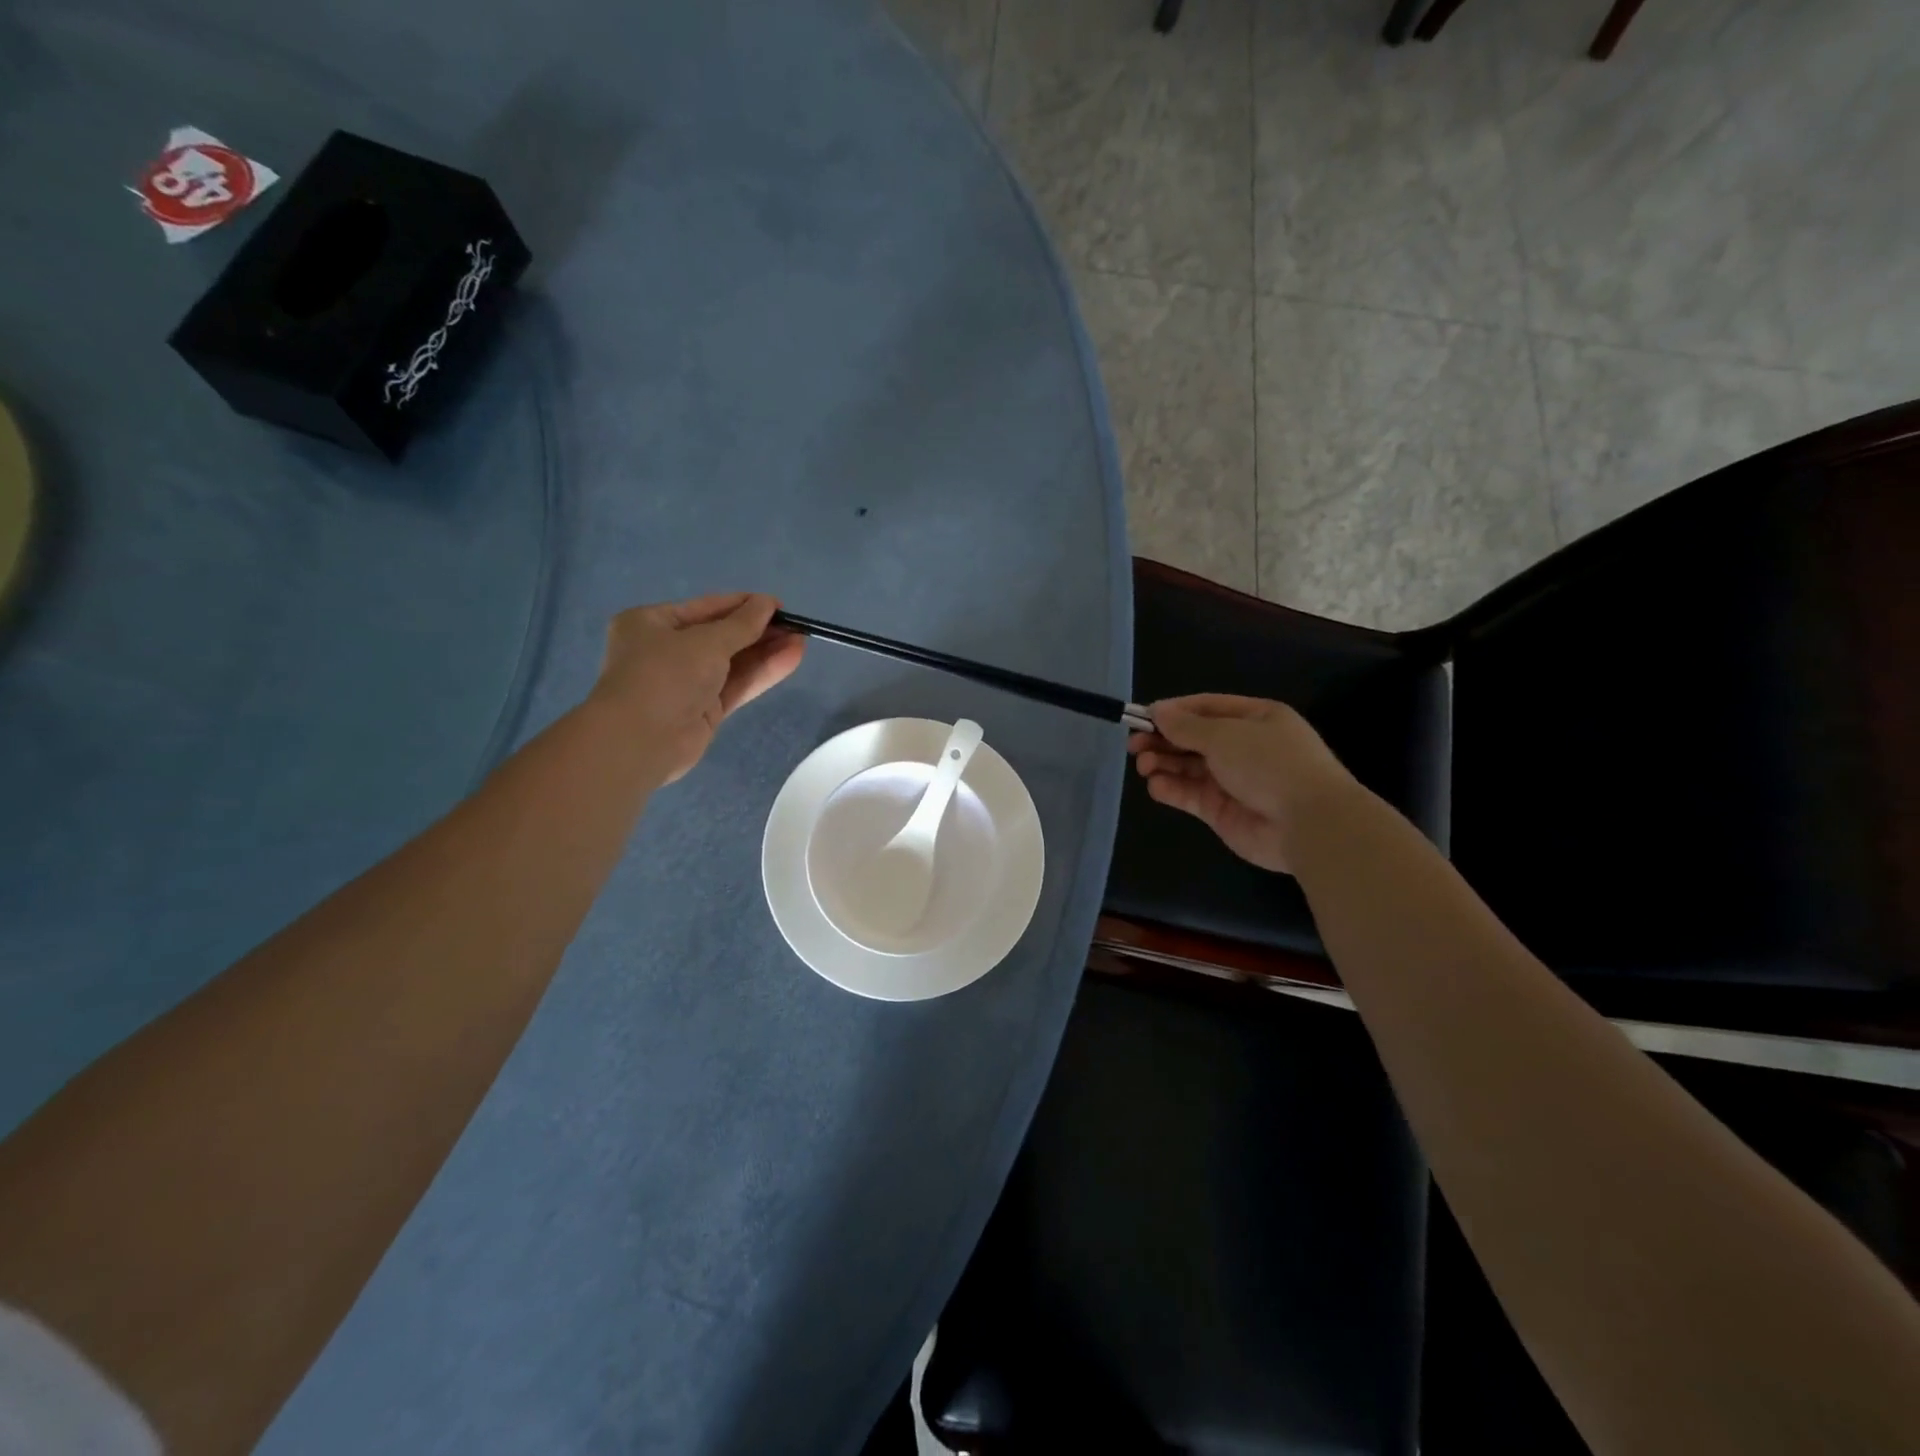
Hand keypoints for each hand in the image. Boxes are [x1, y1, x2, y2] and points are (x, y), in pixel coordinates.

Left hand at [590, 592, 805, 784]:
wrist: (641, 740)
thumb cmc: (665, 675)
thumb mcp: (707, 641)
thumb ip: (742, 624)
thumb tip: (768, 604)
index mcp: (652, 623)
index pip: (706, 608)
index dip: (743, 605)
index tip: (779, 606)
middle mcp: (666, 650)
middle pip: (721, 636)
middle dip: (759, 631)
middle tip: (796, 625)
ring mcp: (686, 682)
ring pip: (732, 662)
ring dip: (766, 651)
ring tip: (801, 640)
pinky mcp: (704, 710)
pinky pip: (736, 685)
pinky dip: (762, 673)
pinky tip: (791, 659)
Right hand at [1128, 694, 1355, 873]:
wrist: (1308, 823)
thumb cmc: (1270, 764)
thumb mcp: (1225, 735)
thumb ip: (1186, 725)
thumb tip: (1157, 710)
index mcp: (1255, 719)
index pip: (1206, 708)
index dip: (1174, 711)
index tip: (1143, 717)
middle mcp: (1244, 747)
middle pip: (1194, 738)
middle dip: (1163, 739)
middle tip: (1134, 745)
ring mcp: (1233, 780)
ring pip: (1188, 767)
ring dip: (1164, 763)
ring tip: (1144, 765)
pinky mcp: (1222, 811)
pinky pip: (1190, 795)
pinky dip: (1171, 789)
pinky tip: (1156, 786)